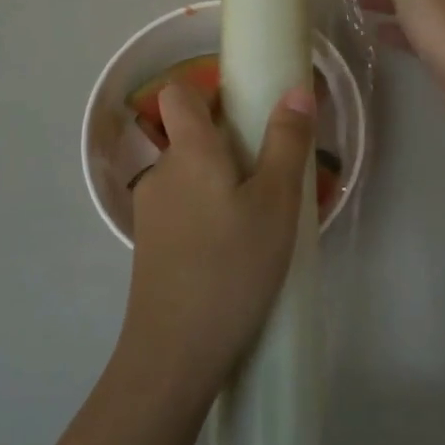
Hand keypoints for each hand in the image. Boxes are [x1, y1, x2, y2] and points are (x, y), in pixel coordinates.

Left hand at [120, 79, 316, 401]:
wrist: (174, 353)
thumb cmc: (232, 268)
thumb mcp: (276, 203)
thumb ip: (286, 143)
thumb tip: (296, 90)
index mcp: (189, 151)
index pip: (178, 93)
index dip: (206, 92)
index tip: (243, 111)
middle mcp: (161, 172)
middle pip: (188, 136)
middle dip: (227, 145)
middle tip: (269, 174)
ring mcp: (150, 211)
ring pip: (187, 176)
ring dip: (219, 183)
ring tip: (257, 218)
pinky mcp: (149, 245)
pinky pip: (182, 209)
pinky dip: (206, 213)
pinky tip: (233, 250)